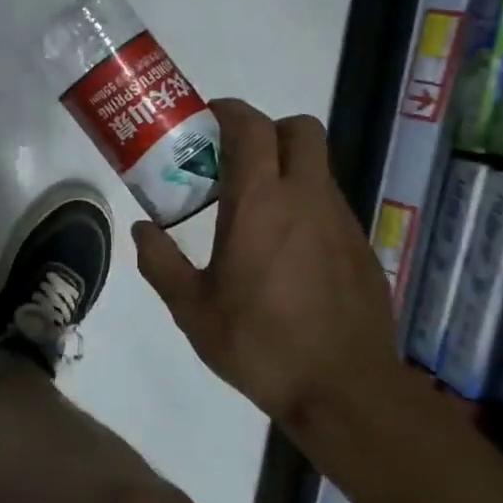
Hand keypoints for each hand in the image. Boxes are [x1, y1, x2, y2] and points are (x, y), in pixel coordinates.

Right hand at [133, 99, 398, 424]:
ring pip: (318, 166)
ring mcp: (341, 221)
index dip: (230, 111)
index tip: (207, 119)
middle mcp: (307, 199)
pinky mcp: (361, 247)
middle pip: (301, 129)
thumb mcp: (192, 309)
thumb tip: (142, 229)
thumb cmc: (260, 343)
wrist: (346, 391)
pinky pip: (329, 204)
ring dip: (286, 167)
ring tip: (253, 208)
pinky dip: (304, 204)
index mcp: (261, 204)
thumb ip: (160, 262)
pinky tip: (284, 249)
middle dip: (267, 128)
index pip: (253, 128)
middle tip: (234, 157)